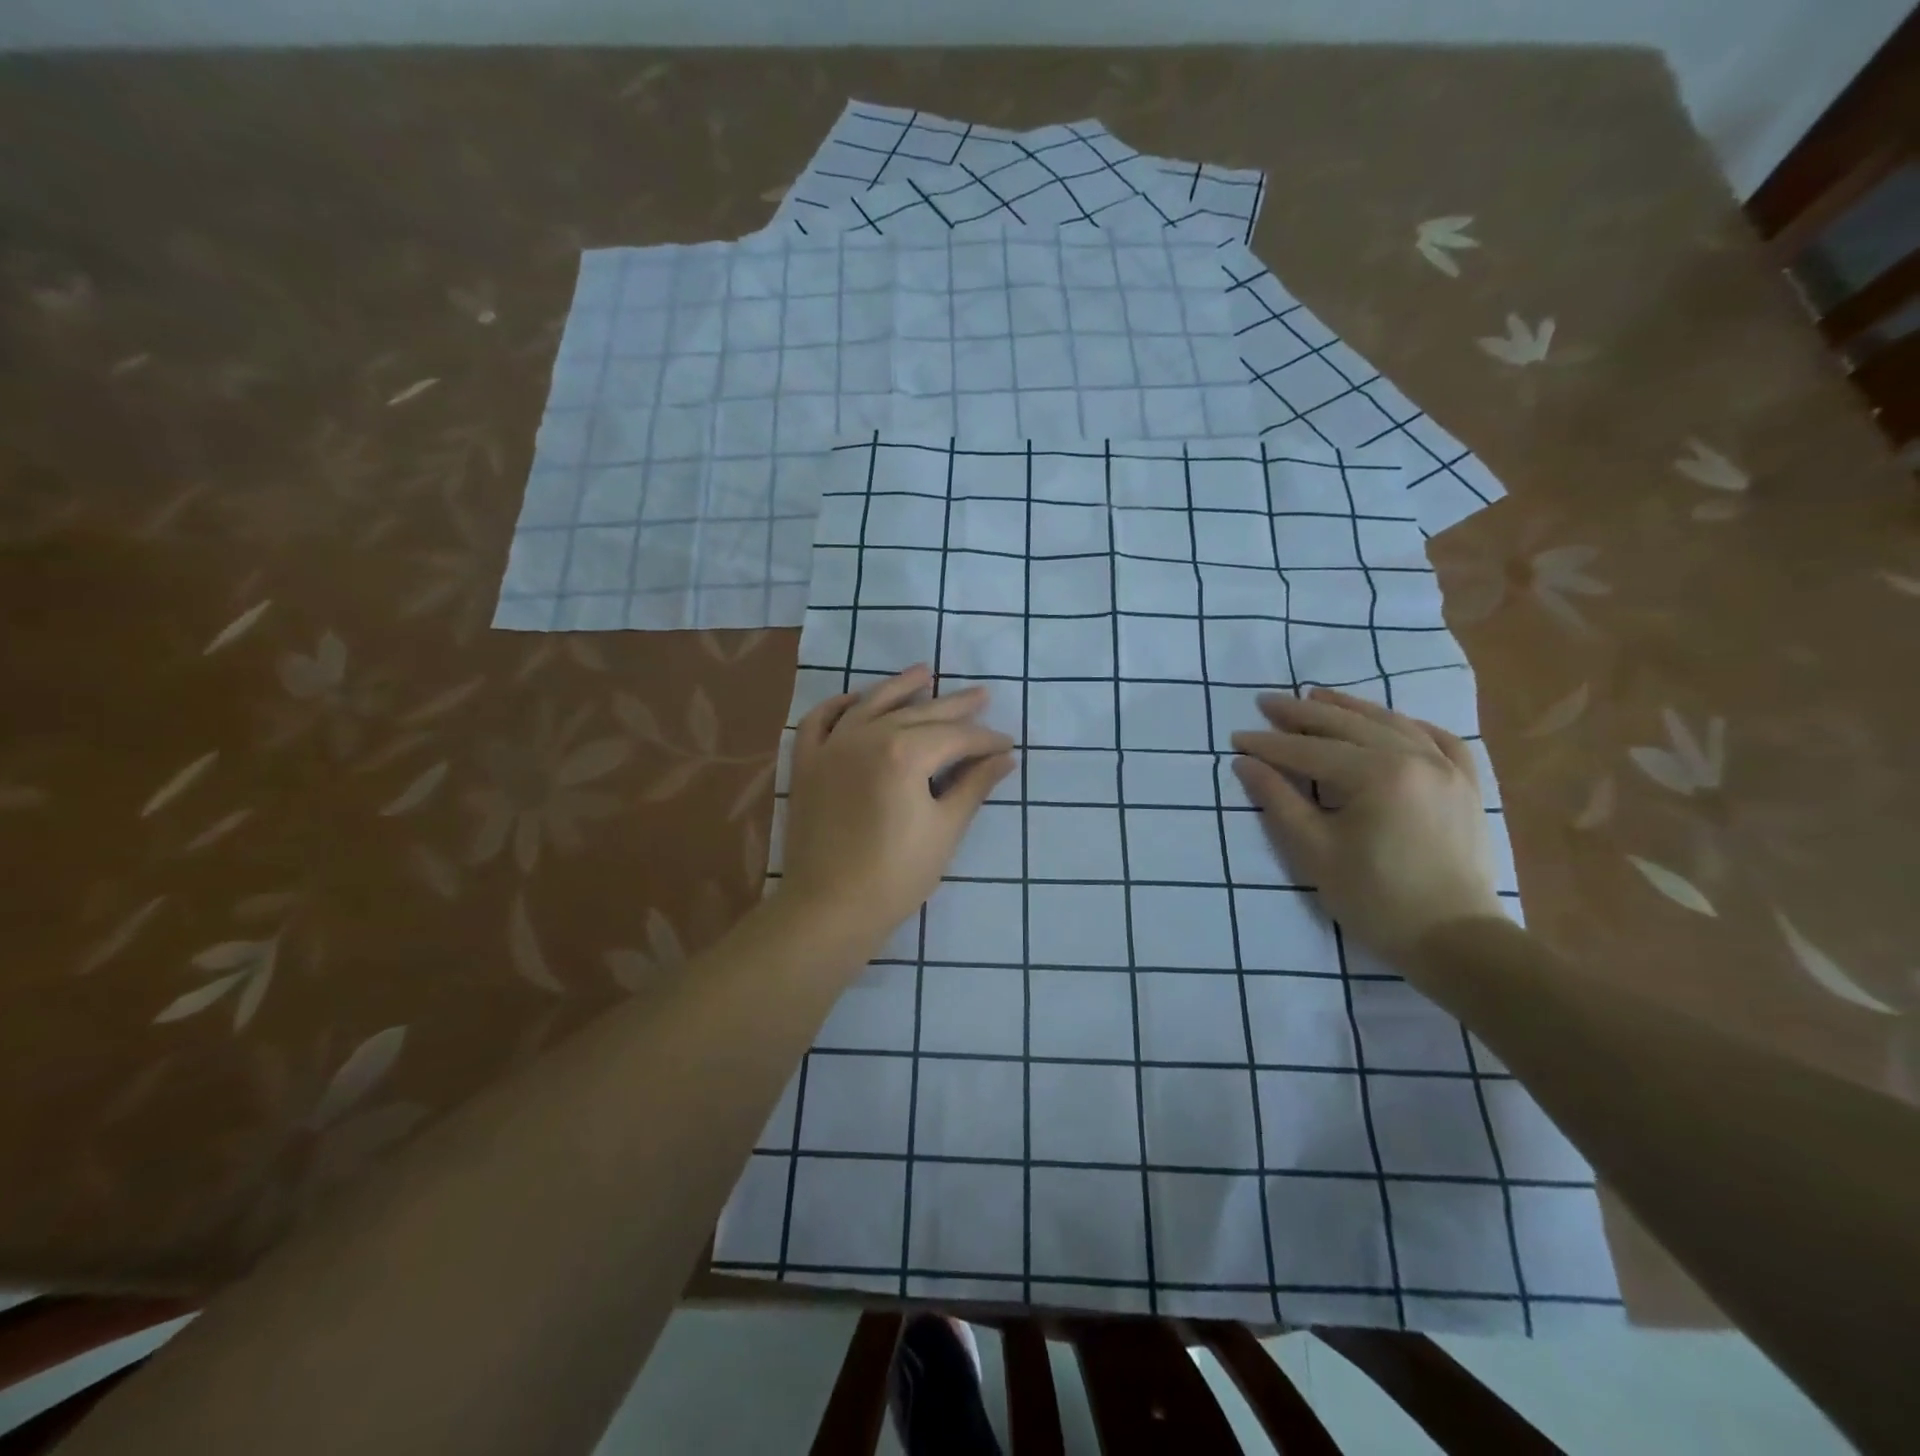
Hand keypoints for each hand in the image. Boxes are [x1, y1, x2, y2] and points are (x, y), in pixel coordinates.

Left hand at [778, 665, 1015, 954]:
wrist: (829, 909)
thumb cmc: (896, 875)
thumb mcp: (945, 829)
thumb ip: (974, 786)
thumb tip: (1005, 758)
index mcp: (903, 753)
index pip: (955, 737)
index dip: (985, 739)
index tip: (1007, 743)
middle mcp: (865, 737)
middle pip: (918, 713)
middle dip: (955, 707)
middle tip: (982, 695)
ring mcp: (830, 748)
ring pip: (870, 705)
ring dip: (900, 687)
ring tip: (925, 672)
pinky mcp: (806, 765)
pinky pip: (819, 721)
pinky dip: (839, 706)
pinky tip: (857, 699)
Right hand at [1232, 687, 1503, 962]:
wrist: (1454, 941)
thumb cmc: (1375, 900)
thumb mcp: (1314, 852)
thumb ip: (1278, 800)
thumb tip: (1245, 763)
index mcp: (1377, 775)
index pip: (1309, 750)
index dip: (1269, 744)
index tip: (1237, 738)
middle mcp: (1415, 758)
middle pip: (1348, 725)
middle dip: (1302, 714)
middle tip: (1267, 703)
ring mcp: (1448, 768)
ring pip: (1391, 722)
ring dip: (1348, 708)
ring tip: (1315, 696)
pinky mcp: (1467, 785)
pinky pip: (1440, 739)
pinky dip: (1409, 724)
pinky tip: (1390, 721)